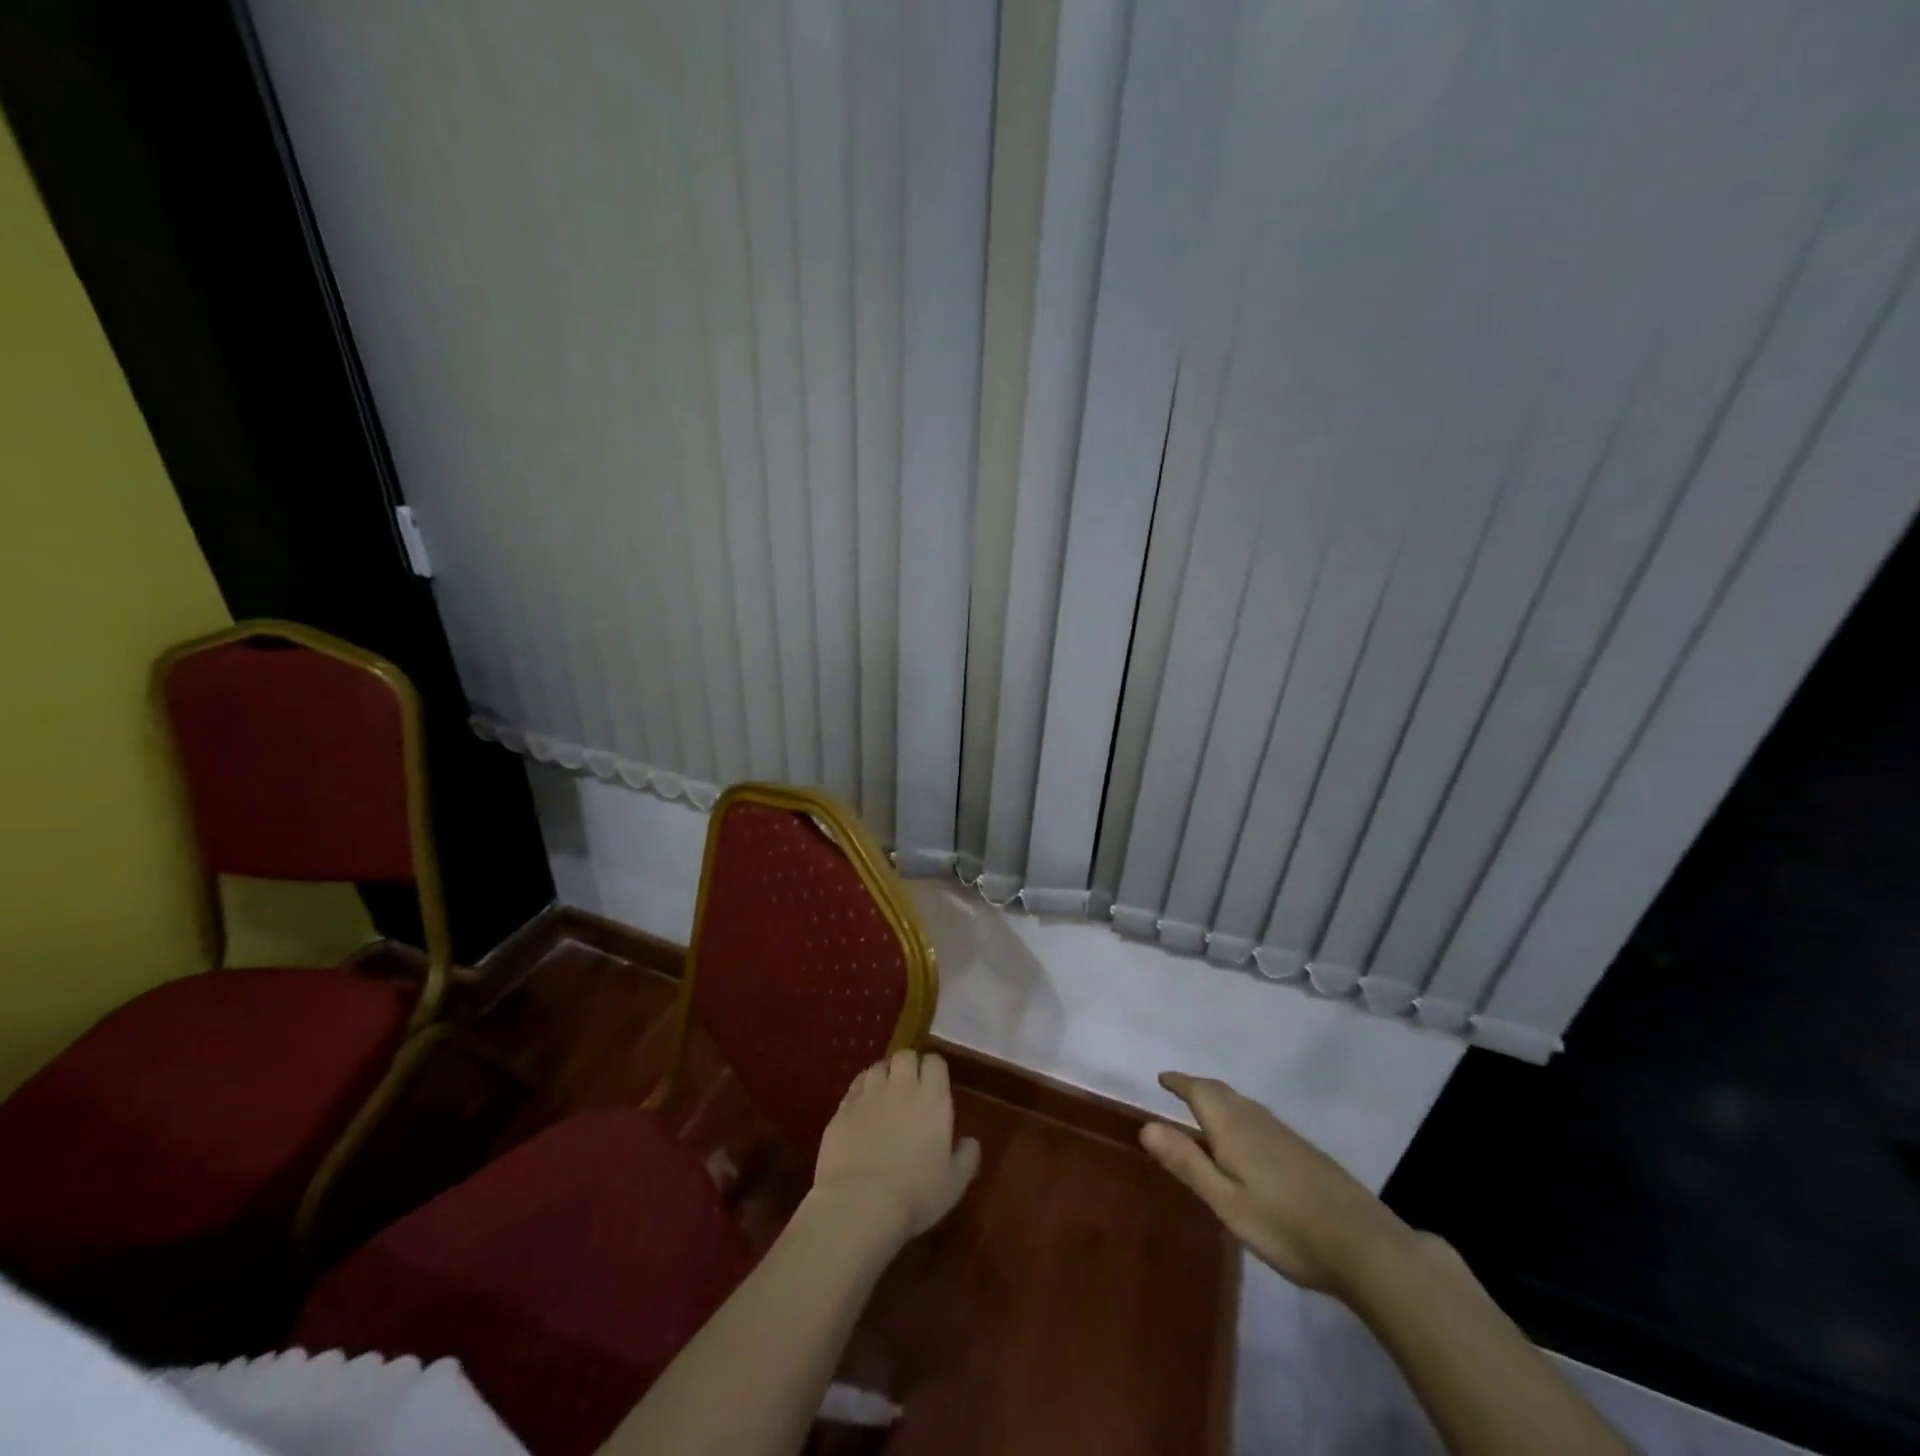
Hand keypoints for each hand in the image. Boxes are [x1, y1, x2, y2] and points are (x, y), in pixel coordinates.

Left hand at [812, 1050, 981, 1243]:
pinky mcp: (843, 1108)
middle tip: (909, 1087)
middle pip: (905, 1055)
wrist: (860, 1205)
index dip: (934, 1070)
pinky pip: (855, 1086)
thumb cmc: (915, 1196)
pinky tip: (862, 1107)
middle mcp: (901, 1087)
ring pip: (878, 1066)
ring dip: (884, 1074)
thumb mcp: (953, 1185)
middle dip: (908, 1065)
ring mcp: (869, 1095)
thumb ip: (966, 1158)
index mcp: (933, 1100)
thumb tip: (971, 1142)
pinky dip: (861, 1090)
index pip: (935, 1062)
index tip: (934, 1085)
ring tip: (884, 1093)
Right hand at [1140, 1071, 1411, 1295]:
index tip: (1162, 1078)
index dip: (1179, 1082)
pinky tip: (1246, 1141)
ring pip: (1243, 1105)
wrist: (1364, 1245)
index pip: (1200, 1091)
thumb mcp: (1227, 1202)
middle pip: (1222, 1092)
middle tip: (1179, 1090)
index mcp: (1234, 1128)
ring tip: (1205, 1111)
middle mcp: (1257, 1120)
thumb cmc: (1285, 1227)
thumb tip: (1146, 1126)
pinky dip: (1240, 1116)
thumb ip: (1187, 1163)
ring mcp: (1285, 1134)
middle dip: (1198, 1088)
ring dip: (1220, 1100)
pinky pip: (1260, 1119)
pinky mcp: (1304, 1152)